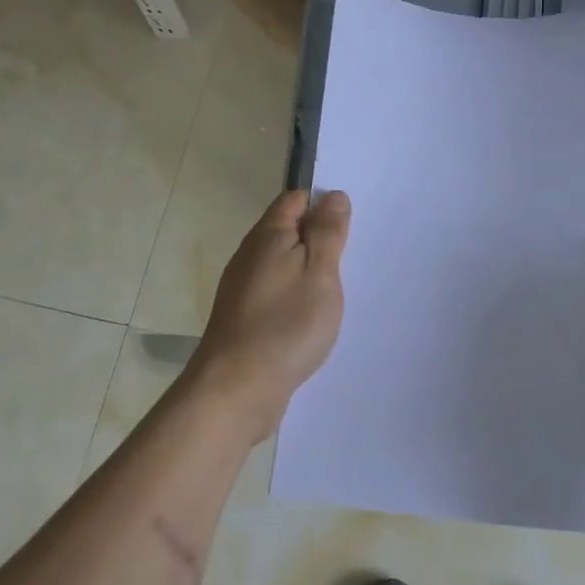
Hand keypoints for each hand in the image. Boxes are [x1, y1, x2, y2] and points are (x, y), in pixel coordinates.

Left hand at [188, 190, 350, 442]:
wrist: (237, 388)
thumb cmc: (286, 324)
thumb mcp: (320, 272)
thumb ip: (327, 232)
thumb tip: (333, 195)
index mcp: (268, 236)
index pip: (294, 200)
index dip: (322, 205)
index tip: (348, 230)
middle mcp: (249, 255)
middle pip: (286, 231)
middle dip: (316, 240)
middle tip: (347, 263)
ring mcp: (241, 288)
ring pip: (280, 264)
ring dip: (305, 272)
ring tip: (332, 294)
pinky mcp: (242, 317)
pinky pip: (273, 292)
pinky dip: (293, 297)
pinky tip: (307, 319)